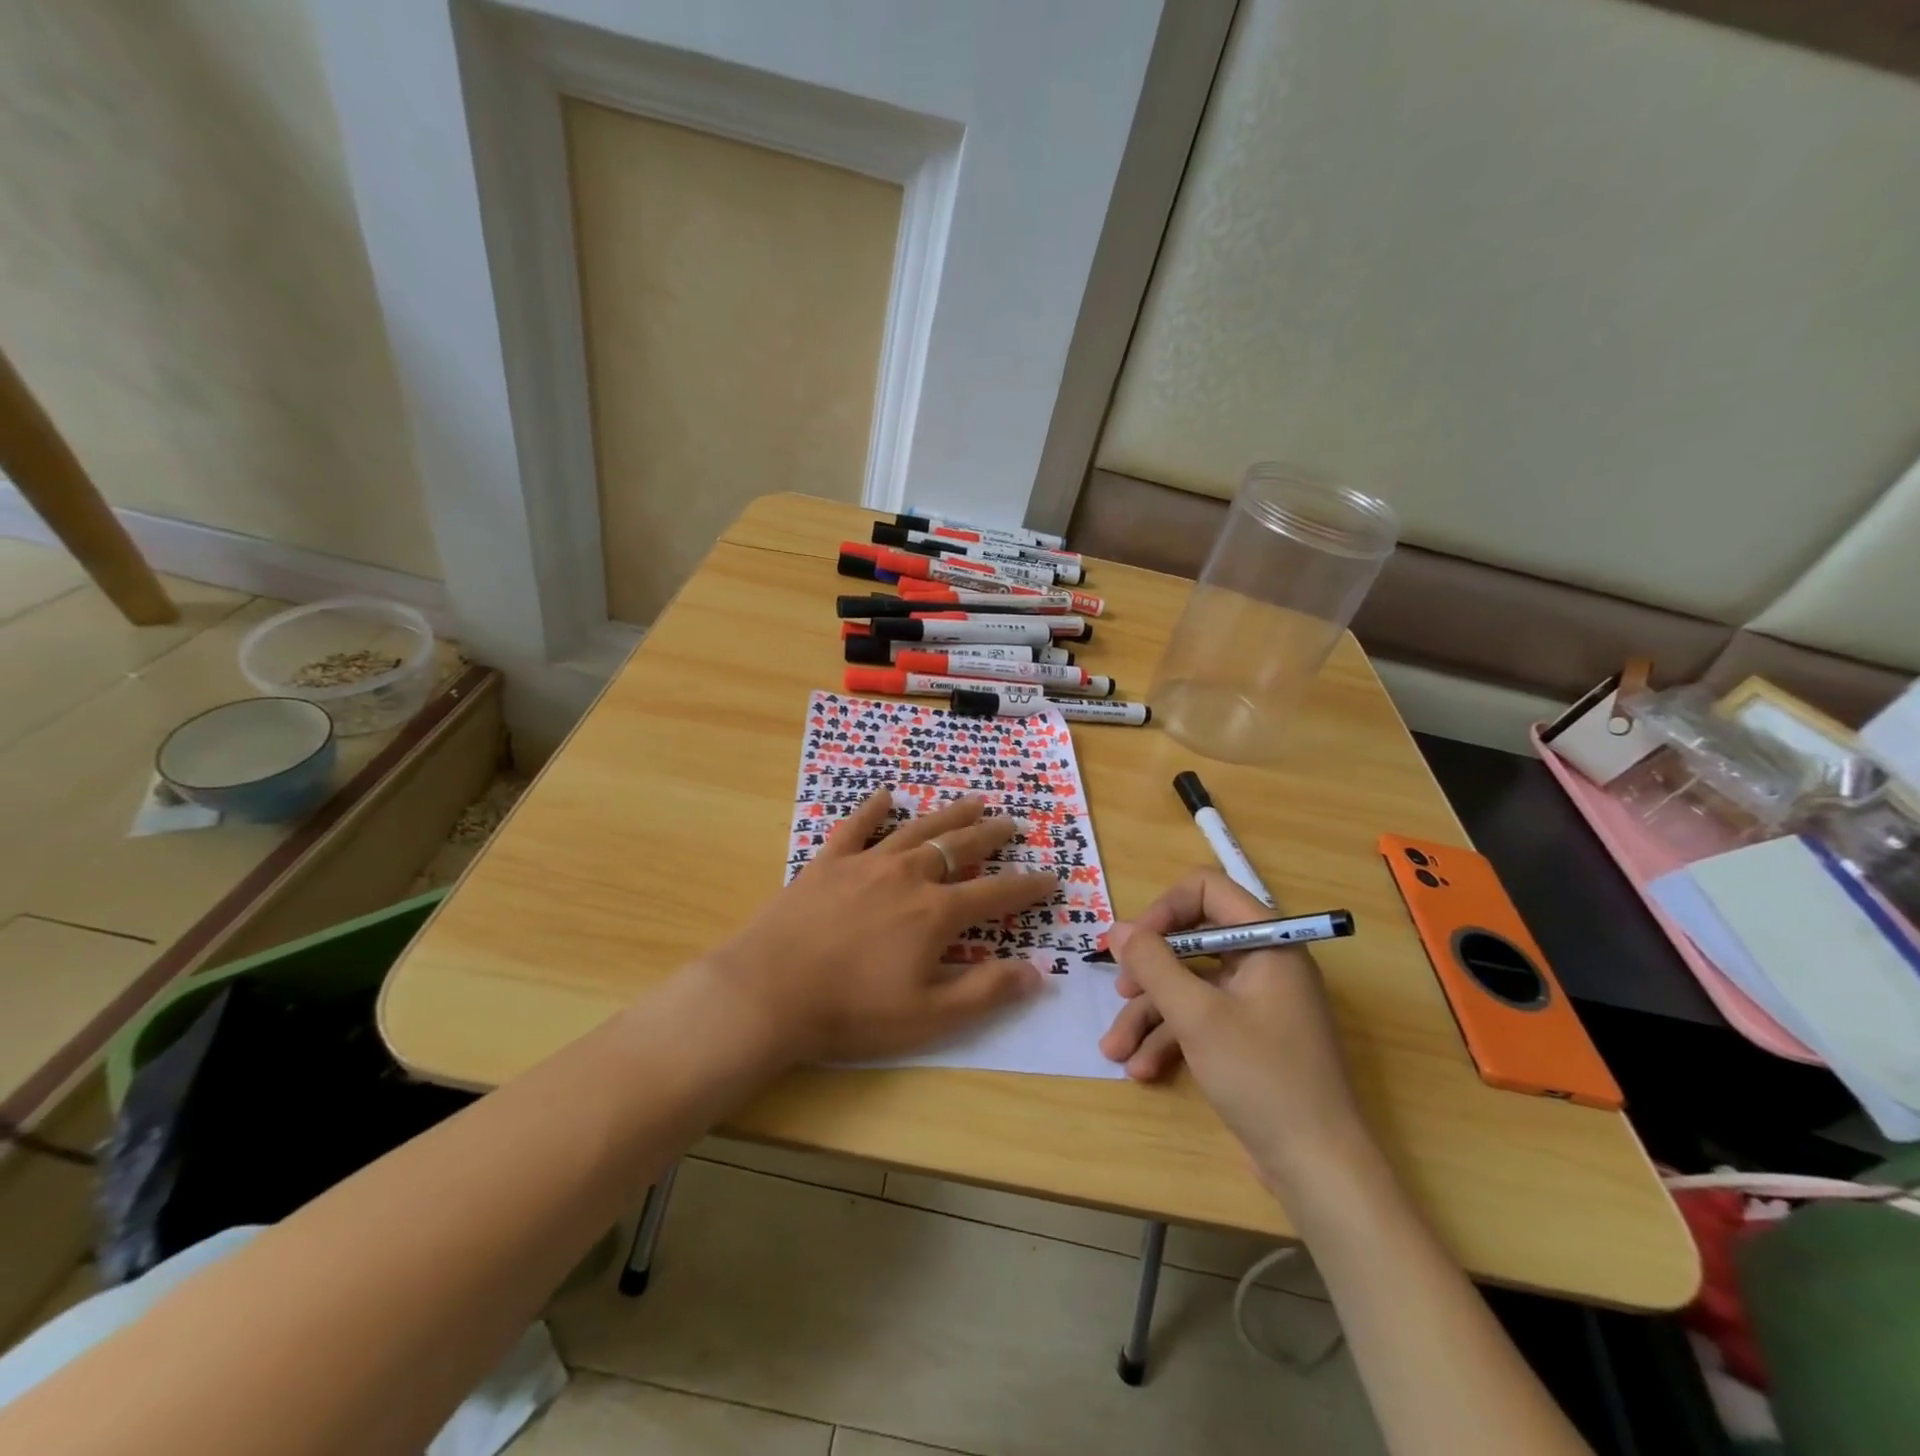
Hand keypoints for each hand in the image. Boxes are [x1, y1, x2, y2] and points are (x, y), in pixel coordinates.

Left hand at [697, 790, 1057, 1064]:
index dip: (1027, 886)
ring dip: (949, 814)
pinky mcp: (828, 861)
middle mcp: (908, 875)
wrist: (768, 992)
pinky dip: (873, 808)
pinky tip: (886, 795)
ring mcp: (866, 862)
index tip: (1050, 877)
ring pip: (919, 828)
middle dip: (992, 835)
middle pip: (960, 847)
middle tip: (1012, 823)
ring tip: (973, 801)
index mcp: (936, 912)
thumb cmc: (852, 1012)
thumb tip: (1036, 972)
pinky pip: (856, 825)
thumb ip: (985, 992)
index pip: (995, 892)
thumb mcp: (928, 1017)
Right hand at [1100, 870, 1368, 1187]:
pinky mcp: (1248, 1039)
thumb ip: (1153, 965)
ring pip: (1190, 987)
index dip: (1166, 908)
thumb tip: (1117, 929)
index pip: (1209, 890)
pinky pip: (1200, 1020)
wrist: (1318, 1169)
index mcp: (1268, 942)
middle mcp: (1264, 964)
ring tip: (1115, 1050)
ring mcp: (1256, 1003)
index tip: (1135, 942)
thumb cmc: (1262, 1076)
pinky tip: (1142, 1070)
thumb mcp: (1197, 1016)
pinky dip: (1170, 1039)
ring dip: (1149, 1015)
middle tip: (1119, 992)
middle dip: (1149, 972)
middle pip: (1192, 943)